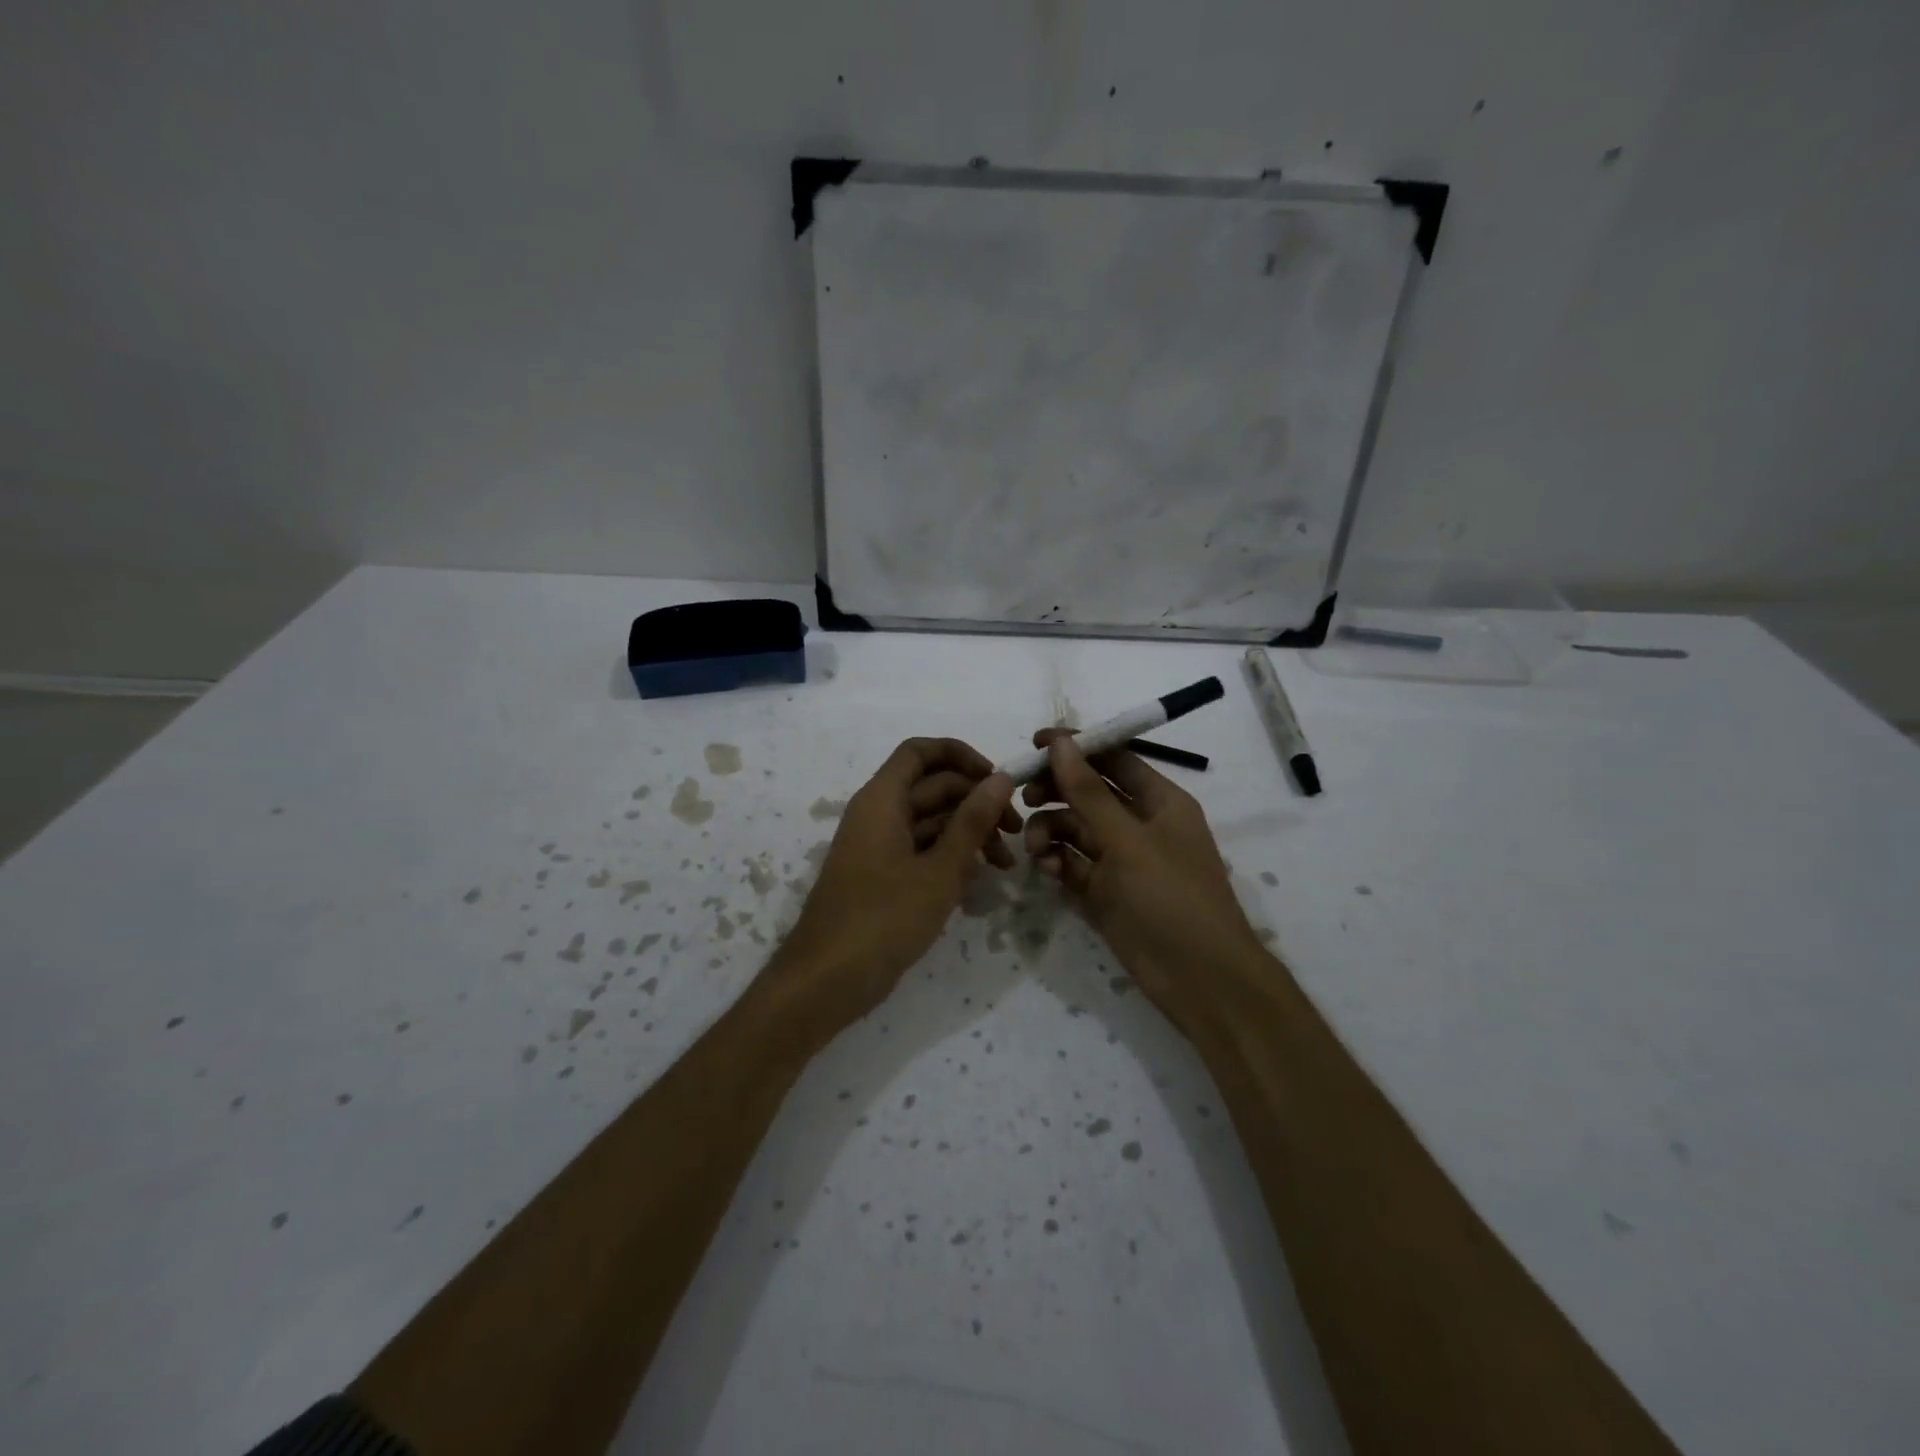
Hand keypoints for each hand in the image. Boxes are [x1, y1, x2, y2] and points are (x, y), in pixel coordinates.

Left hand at [774, 738, 1017, 1032]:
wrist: (826, 980)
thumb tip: (1001, 778)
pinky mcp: (882, 875)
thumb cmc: (883, 919)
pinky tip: (978, 880)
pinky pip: (921, 850)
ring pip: (931, 822)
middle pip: (933, 788)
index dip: (962, 756)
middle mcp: (878, 814)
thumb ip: (972, 821)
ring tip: (1005, 865)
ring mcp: (878, 846)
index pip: (921, 751)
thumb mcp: (940, 870)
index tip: (998, 781)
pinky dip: (950, 858)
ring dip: (969, 834)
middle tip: (1016, 833)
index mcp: (882, 799)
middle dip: (977, 803)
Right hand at [1022, 730, 1264, 1037]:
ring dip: (1050, 831)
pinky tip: (1047, 871)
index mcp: (1159, 801)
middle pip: (1088, 792)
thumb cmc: (1171, 897)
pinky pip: (1071, 863)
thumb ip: (1089, 792)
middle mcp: (1138, 824)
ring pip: (1074, 829)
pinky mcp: (1103, 891)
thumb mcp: (1127, 840)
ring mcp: (1120, 859)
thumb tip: (1061, 743)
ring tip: (1036, 849)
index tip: (1035, 743)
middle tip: (1025, 796)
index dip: (1077, 747)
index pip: (1113, 758)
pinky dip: (1056, 862)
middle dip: (1056, 791)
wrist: (1198, 978)